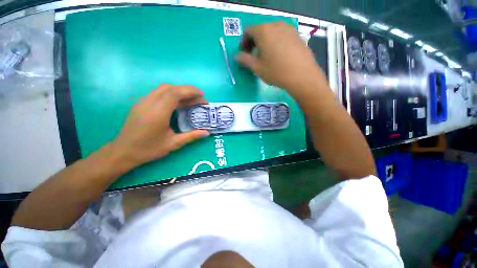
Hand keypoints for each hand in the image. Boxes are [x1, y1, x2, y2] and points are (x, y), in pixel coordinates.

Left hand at [111, 84, 209, 167]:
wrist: (123, 152)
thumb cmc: (149, 149)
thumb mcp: (173, 144)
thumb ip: (191, 136)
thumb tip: (207, 133)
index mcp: (158, 113)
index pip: (175, 93)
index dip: (190, 91)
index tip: (201, 95)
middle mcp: (149, 103)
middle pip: (170, 88)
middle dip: (186, 90)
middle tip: (198, 97)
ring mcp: (143, 102)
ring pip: (163, 89)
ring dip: (178, 91)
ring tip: (190, 99)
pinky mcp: (140, 104)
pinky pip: (157, 93)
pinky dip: (170, 94)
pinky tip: (176, 103)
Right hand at [235, 21, 325, 98]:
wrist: (302, 75)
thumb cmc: (276, 72)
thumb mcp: (257, 68)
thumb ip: (245, 60)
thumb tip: (236, 56)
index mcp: (263, 31)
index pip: (248, 30)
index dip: (243, 42)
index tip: (244, 53)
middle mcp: (276, 24)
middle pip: (260, 30)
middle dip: (254, 42)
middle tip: (253, 56)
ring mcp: (288, 28)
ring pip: (271, 32)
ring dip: (264, 42)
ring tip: (266, 56)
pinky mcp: (296, 34)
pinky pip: (281, 35)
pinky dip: (275, 42)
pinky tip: (278, 55)